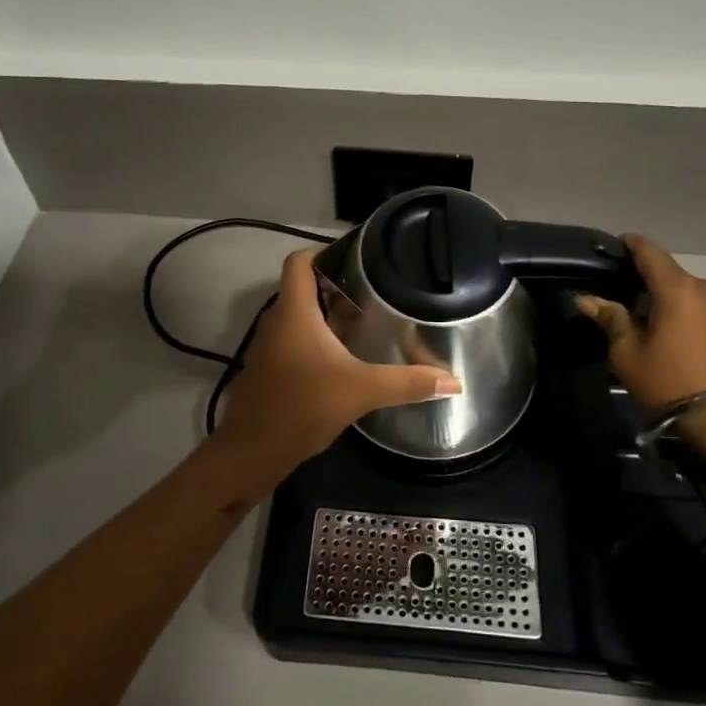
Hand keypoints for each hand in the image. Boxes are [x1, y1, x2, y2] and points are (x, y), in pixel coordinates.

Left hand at [209, 249, 460, 494]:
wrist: (250, 453)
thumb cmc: (301, 407)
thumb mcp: (360, 391)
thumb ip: (407, 383)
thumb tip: (454, 381)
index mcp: (293, 311)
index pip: (299, 261)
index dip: (325, 252)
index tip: (360, 259)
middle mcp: (277, 320)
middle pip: (304, 286)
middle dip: (338, 286)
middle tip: (376, 290)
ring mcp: (271, 344)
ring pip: (301, 315)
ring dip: (329, 313)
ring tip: (368, 318)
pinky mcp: (271, 367)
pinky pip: (296, 338)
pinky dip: (319, 338)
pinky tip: (346, 355)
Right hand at [576, 235, 705, 459]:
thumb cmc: (671, 383)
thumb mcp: (629, 354)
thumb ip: (610, 319)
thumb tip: (586, 299)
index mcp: (676, 287)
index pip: (648, 250)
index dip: (628, 244)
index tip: (610, 248)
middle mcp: (705, 289)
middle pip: (668, 273)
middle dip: (644, 278)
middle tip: (618, 291)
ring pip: (686, 293)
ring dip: (664, 299)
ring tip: (641, 316)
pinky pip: (701, 311)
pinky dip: (683, 315)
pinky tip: (668, 334)